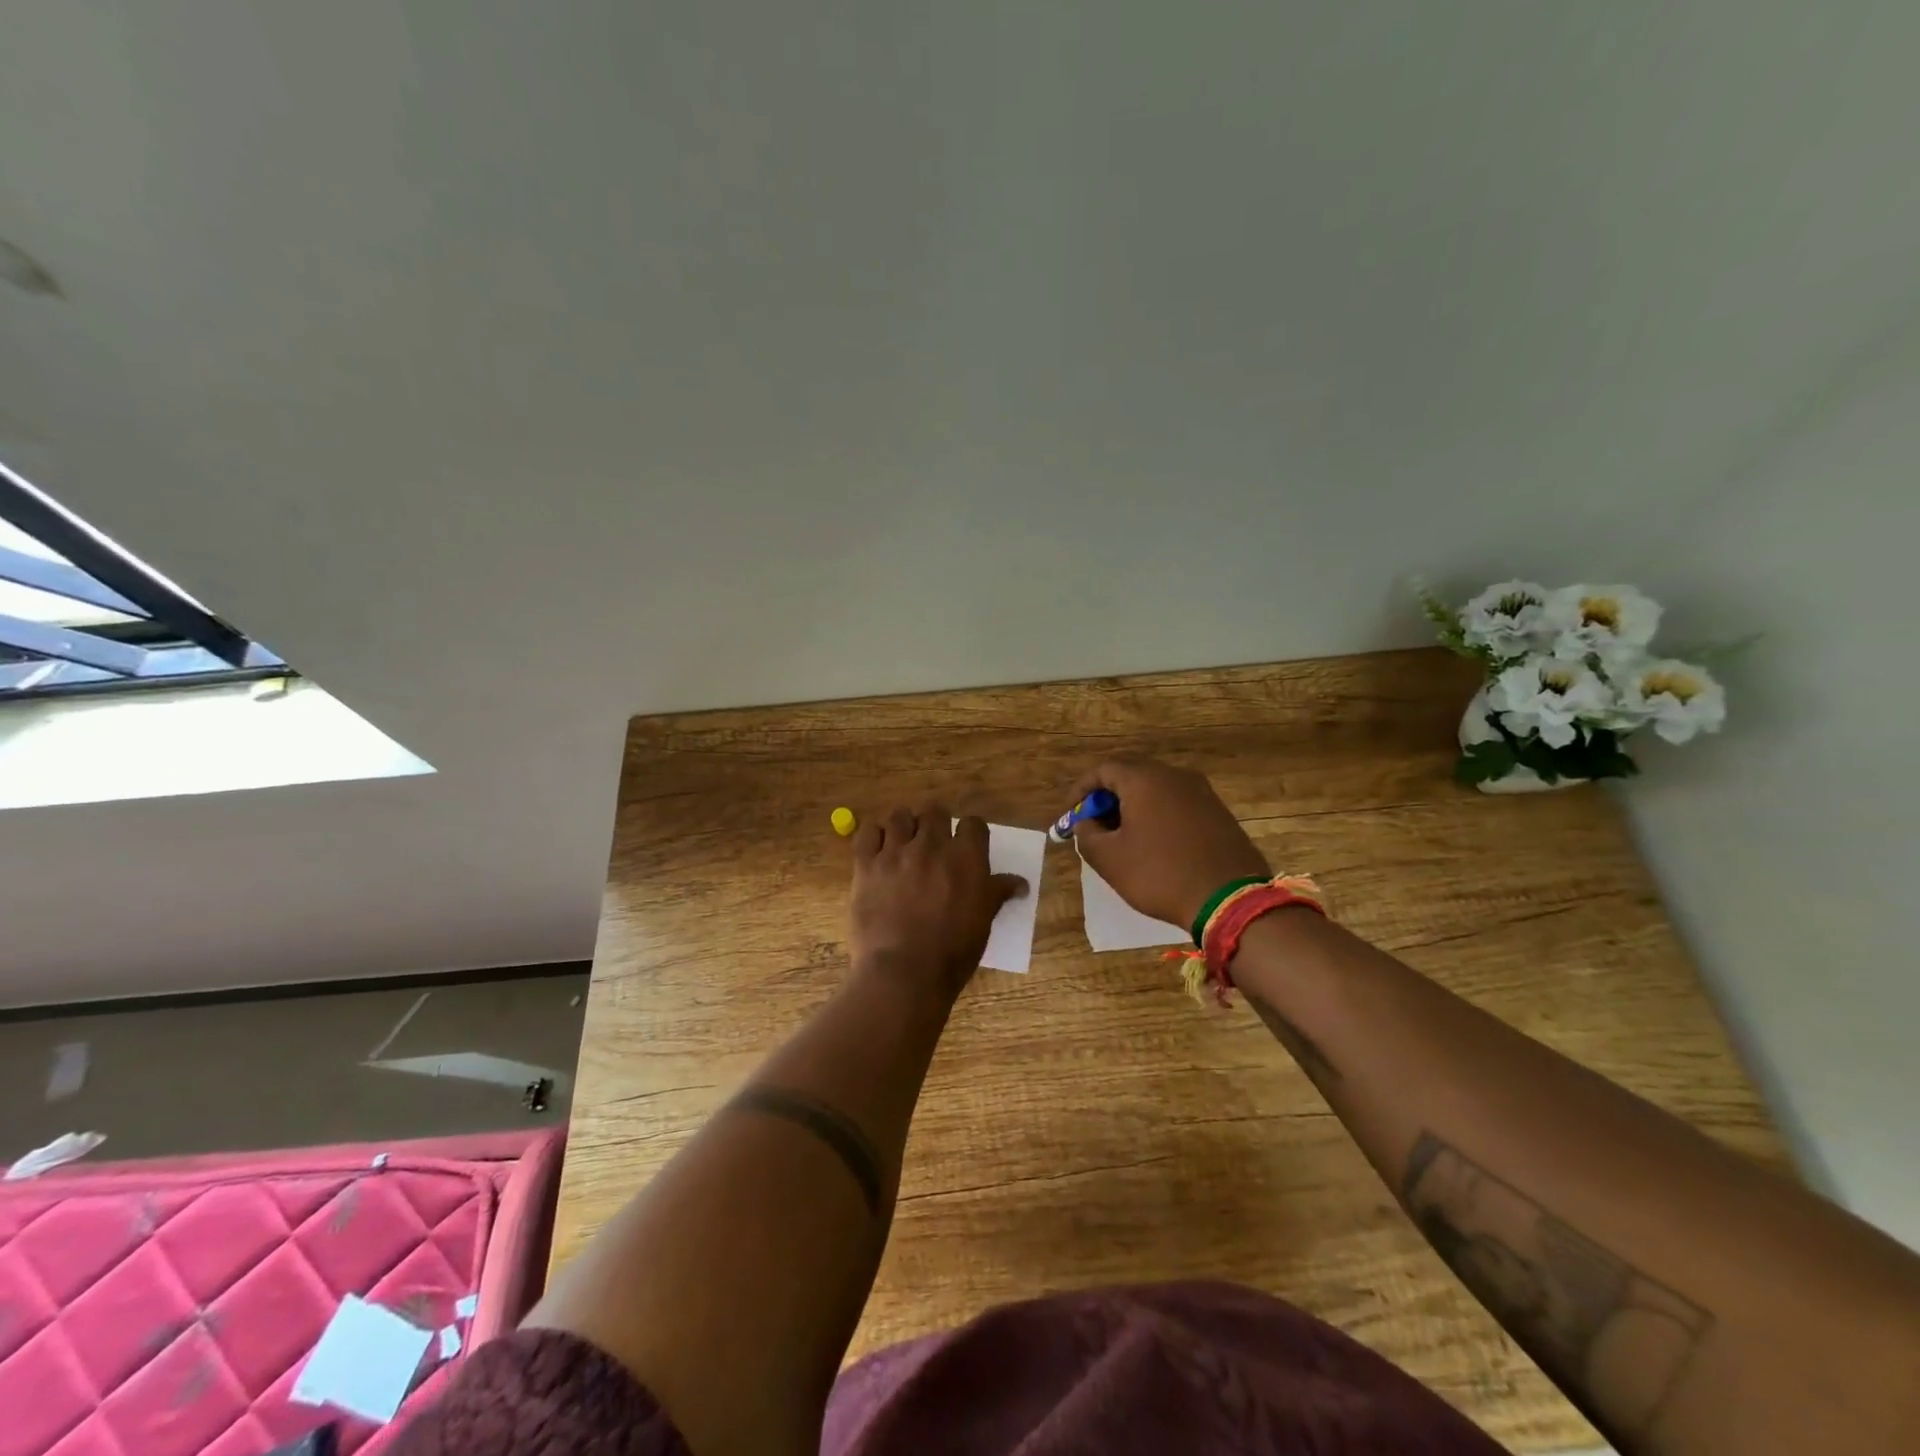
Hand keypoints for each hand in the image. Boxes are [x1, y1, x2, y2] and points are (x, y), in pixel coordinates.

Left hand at [849, 807, 1027, 1003]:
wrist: (904, 972)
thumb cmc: (952, 951)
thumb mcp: (983, 922)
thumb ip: (998, 894)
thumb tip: (1021, 883)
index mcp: (966, 857)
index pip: (974, 823)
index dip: (971, 832)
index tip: (967, 844)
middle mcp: (931, 845)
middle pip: (935, 812)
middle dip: (936, 824)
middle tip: (934, 844)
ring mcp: (895, 852)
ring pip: (899, 816)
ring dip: (905, 825)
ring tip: (904, 843)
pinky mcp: (866, 865)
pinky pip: (867, 832)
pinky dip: (873, 835)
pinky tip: (878, 849)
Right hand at [1068, 758, 1268, 930]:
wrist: (1230, 899)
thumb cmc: (1160, 874)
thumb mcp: (1109, 859)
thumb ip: (1086, 834)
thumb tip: (1086, 822)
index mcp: (1144, 779)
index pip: (1103, 770)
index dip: (1081, 790)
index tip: (1071, 813)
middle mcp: (1174, 775)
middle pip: (1131, 776)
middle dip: (1107, 798)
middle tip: (1094, 825)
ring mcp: (1201, 792)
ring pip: (1156, 790)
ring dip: (1133, 808)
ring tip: (1122, 837)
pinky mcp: (1218, 811)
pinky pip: (1177, 804)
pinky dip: (1158, 816)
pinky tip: (1154, 843)